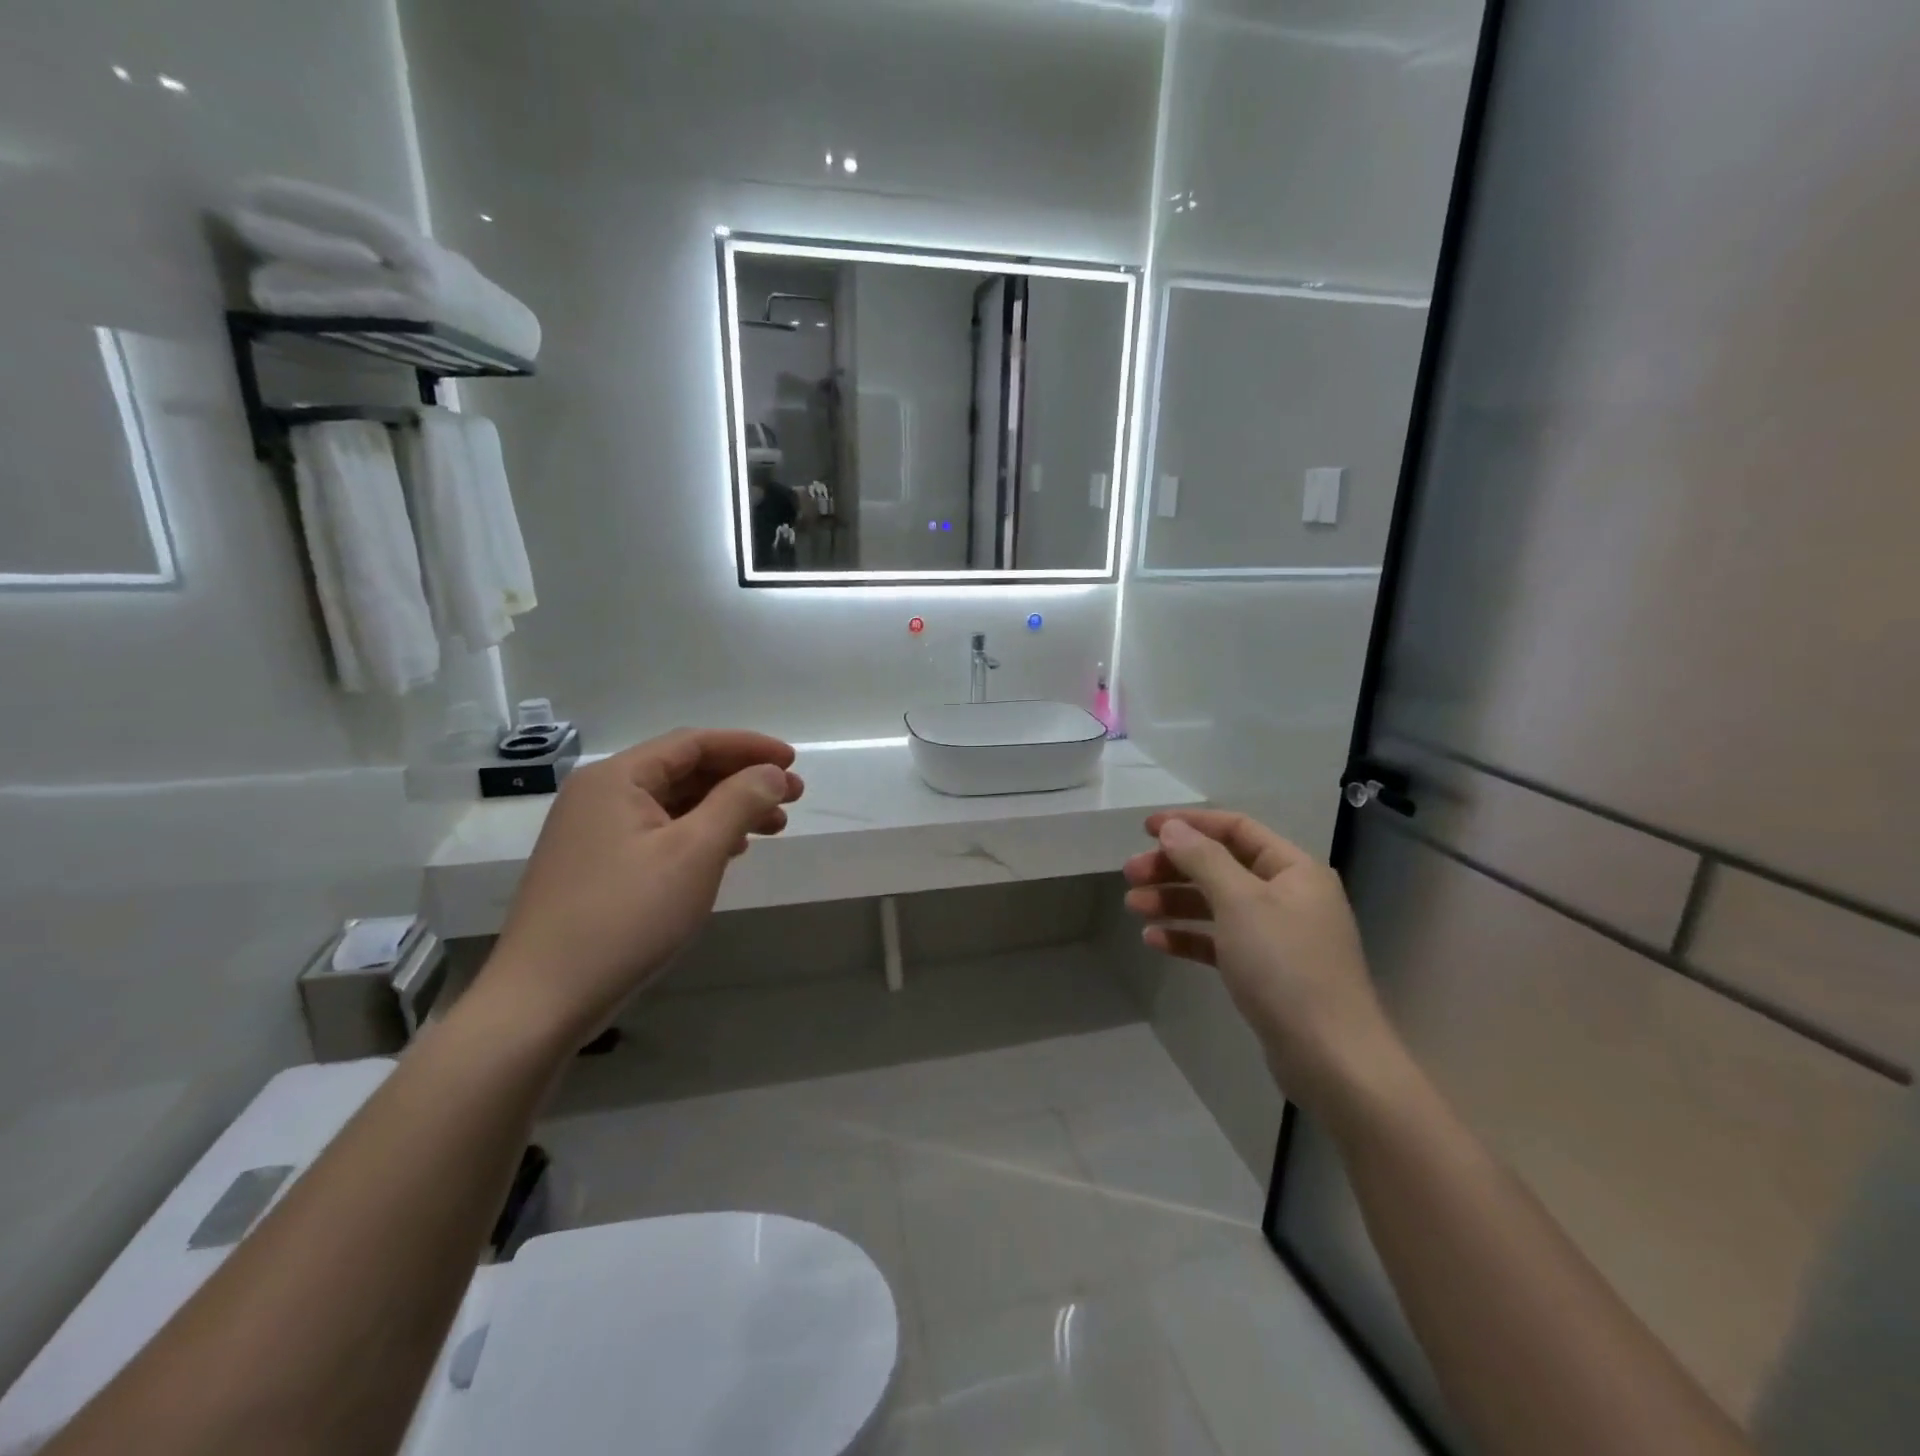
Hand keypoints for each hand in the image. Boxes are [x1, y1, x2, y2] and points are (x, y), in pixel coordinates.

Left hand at [479, 729, 804, 1046]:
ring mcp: (593, 833)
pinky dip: (699, 835)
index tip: (792, 761)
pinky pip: (659, 833)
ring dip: (726, 809)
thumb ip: (738, 802)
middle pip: (684, 771)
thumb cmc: (626, 917)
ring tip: (772, 827)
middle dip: (743, 780)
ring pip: (674, 805)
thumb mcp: (695, 853)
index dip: (749, 747)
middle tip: (793, 797)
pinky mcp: (596, 868)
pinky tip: (728, 852)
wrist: (542, 1001)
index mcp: (617, 779)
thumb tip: (771, 773)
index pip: (694, 743)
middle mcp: (600, 795)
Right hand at [1122, 809, 1397, 1108]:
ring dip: (1174, 901)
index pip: (1236, 829)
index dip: (1190, 823)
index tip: (1145, 829)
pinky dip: (1188, 937)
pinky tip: (1154, 941)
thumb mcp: (1240, 902)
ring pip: (1216, 905)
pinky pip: (1220, 942)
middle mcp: (1288, 896)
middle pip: (1221, 867)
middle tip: (1130, 874)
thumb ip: (1203, 859)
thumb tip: (1172, 827)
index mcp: (1294, 869)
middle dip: (1174, 867)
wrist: (1330, 1059)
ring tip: (1133, 906)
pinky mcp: (1265, 973)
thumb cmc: (1285, 966)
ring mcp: (1277, 936)